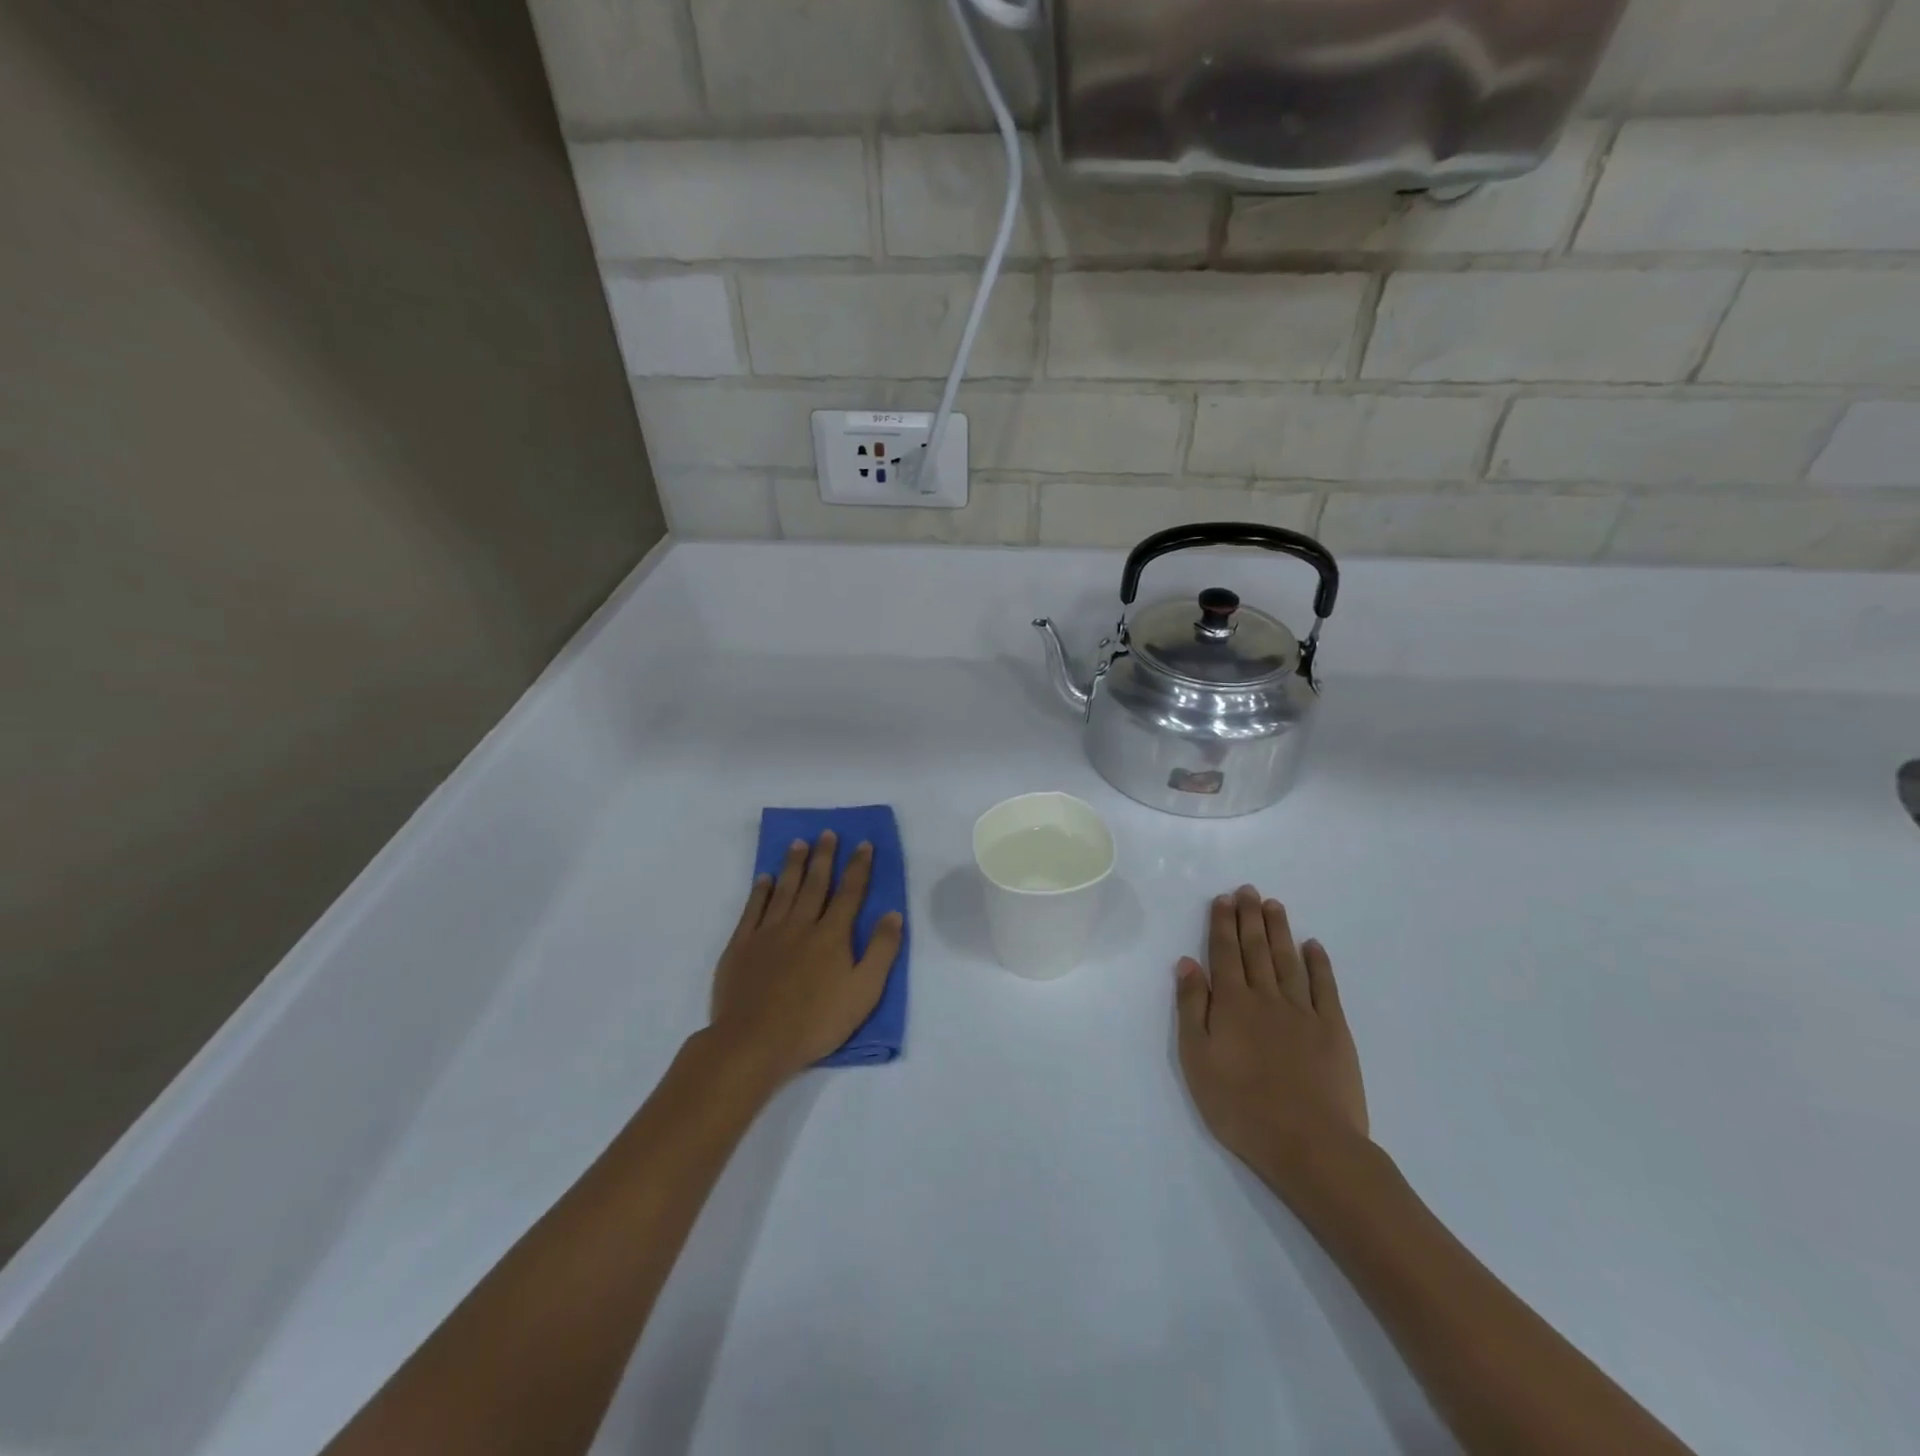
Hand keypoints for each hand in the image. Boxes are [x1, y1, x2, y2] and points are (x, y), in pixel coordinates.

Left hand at [708, 831, 903, 1085]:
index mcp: (832, 935)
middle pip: (815, 883)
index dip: (858, 867)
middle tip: (827, 833)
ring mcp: (768, 933)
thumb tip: (892, 913)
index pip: (850, 892)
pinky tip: (765, 878)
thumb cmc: (816, 1022)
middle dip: (824, 856)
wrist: (754, 1041)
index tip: (864, 844)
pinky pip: (753, 909)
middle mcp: (801, 924)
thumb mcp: (864, 992)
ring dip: (793, 865)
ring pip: (784, 889)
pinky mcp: (741, 946)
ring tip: (799, 843)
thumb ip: (881, 951)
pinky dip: (760, 891)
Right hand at [1175, 886, 1368, 1195]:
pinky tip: (1314, 946)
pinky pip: (1325, 987)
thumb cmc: (1240, 1106)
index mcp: (1232, 1003)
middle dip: (1250, 918)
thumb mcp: (1197, 1059)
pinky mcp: (1333, 1030)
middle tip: (1249, 890)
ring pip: (1288, 960)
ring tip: (1274, 905)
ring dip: (1279, 931)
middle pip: (1256, 949)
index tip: (1224, 898)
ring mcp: (1303, 1012)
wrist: (1309, 1144)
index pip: (1224, 953)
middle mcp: (1266, 997)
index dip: (1223, 924)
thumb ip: (1191, 1007)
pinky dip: (1319, 964)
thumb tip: (1187, 963)